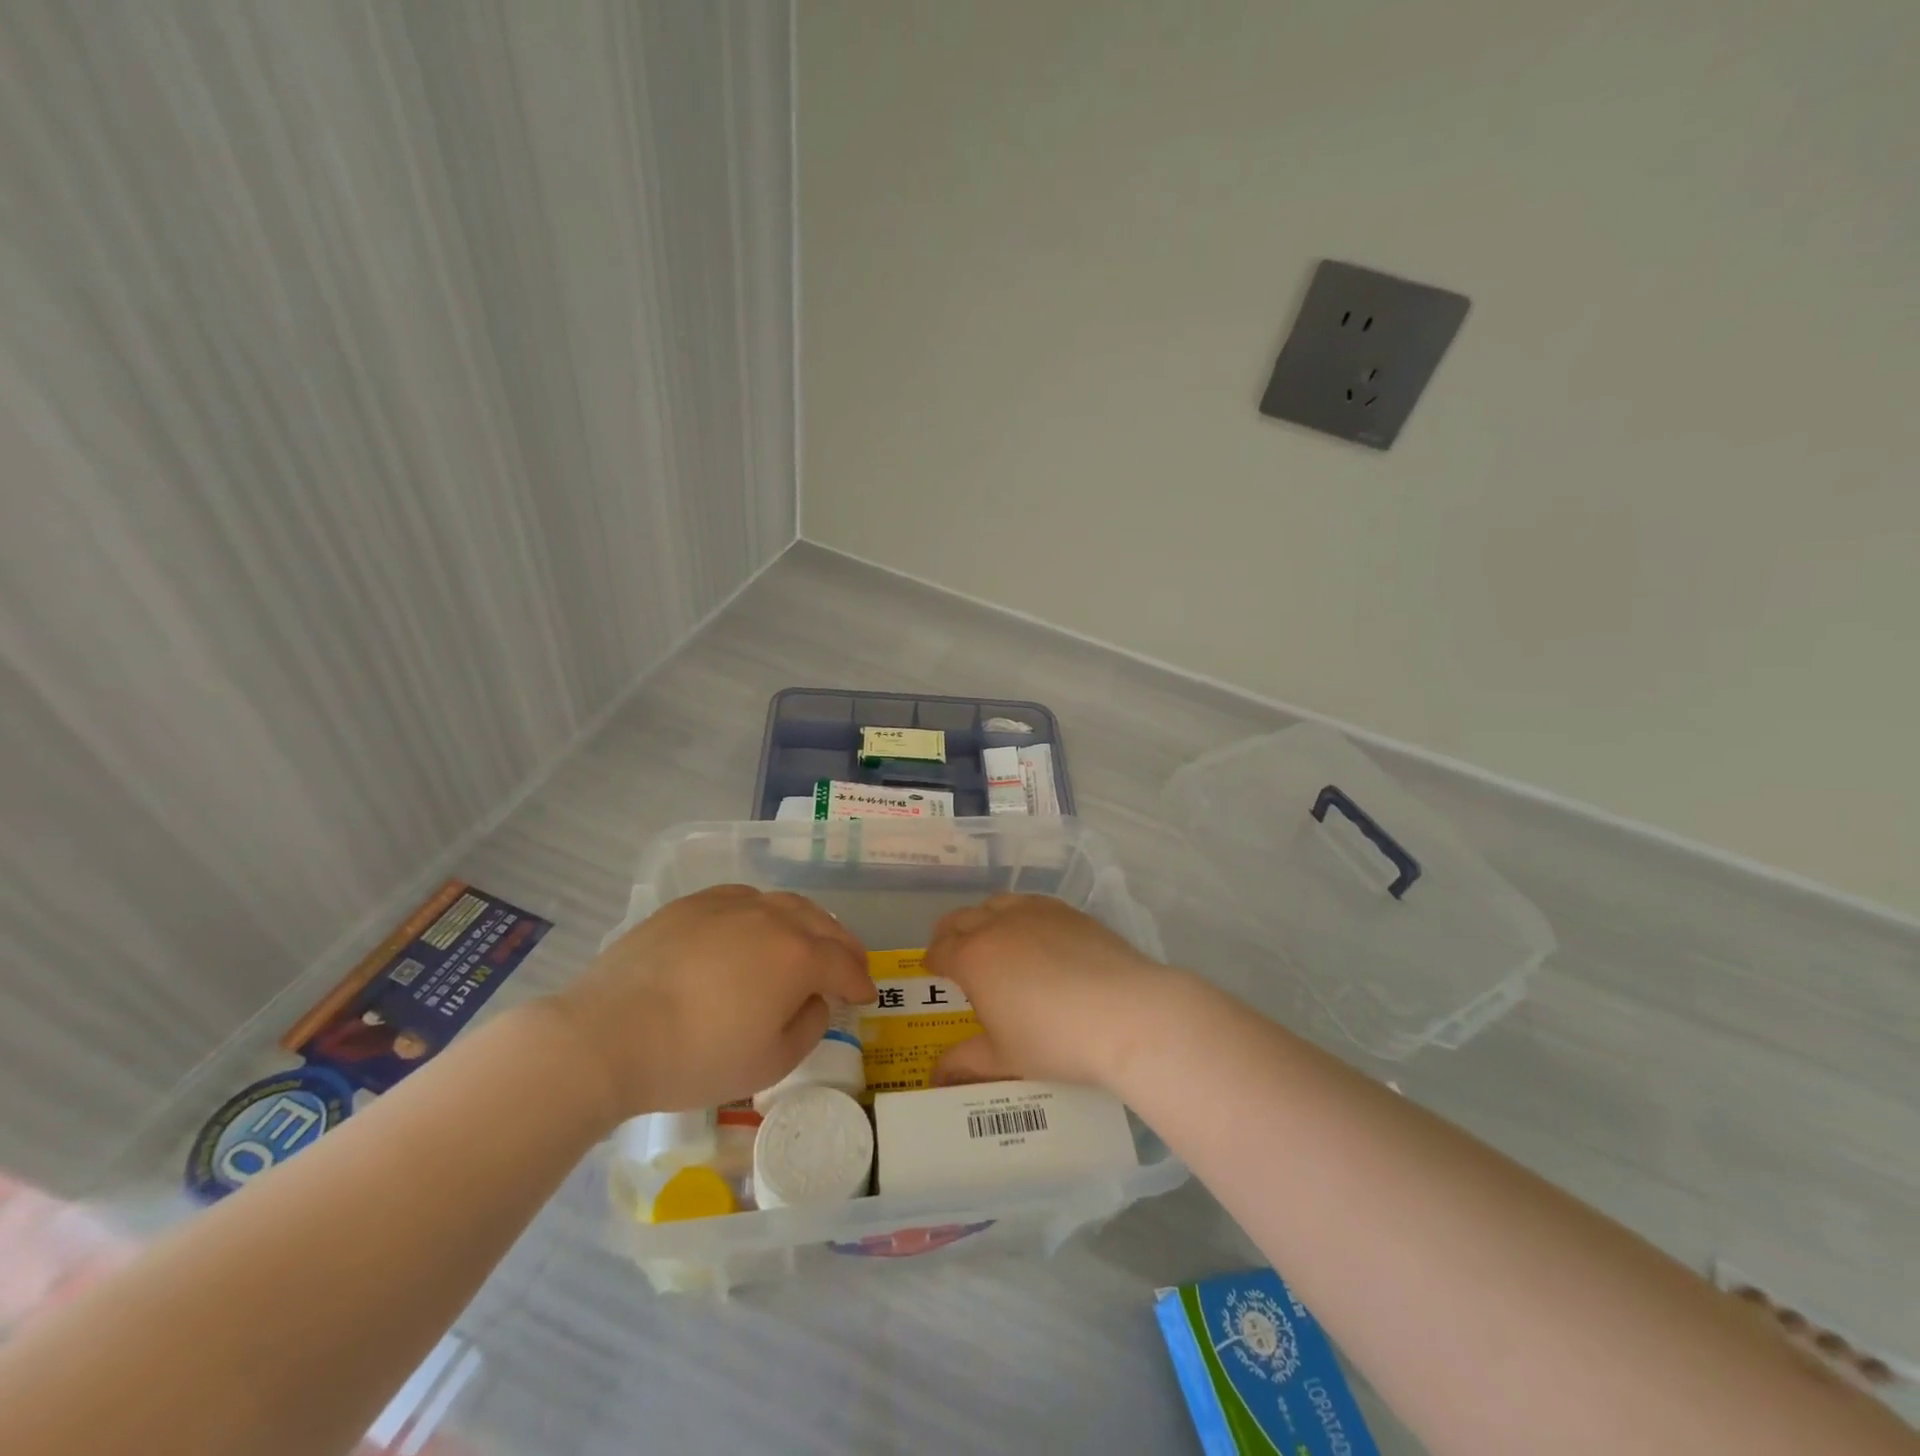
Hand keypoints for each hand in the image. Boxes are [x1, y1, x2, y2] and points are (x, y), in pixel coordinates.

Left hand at [545, 885, 873, 1120]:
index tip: (866, 996)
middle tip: (851, 964)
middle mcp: (773, 918)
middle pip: (823, 924)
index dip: (860, 982)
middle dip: (843, 946)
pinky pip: (745, 899)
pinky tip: (757, 926)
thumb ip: (808, 1026)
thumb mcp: (769, 1063)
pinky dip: (765, 912)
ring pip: (786, 904)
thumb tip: (814, 999)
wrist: (608, 1034)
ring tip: (810, 940)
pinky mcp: (693, 904)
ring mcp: (730, 905)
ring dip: (809, 923)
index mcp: (798, 956)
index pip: (844, 963)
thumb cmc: (696, 1057)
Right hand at [924, 894, 1181, 1088]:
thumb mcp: (1004, 1058)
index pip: (940, 950)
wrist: (1125, 1013)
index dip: (933, 960)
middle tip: (951, 950)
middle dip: (949, 933)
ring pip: (996, 903)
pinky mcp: (1067, 911)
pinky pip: (1030, 902)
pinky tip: (1031, 930)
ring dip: (983, 917)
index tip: (933, 969)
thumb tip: (936, 1076)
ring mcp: (1034, 912)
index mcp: (973, 958)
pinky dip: (1018, 912)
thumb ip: (965, 1063)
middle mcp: (997, 924)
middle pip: (961, 919)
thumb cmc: (1054, 1039)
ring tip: (988, 935)